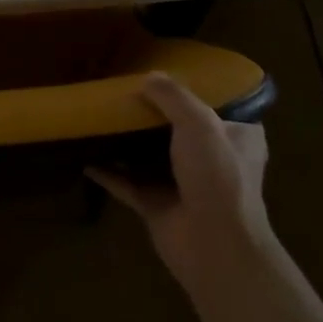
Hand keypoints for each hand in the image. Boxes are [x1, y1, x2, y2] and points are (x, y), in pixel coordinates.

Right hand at [88, 73, 278, 295]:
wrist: (213, 245)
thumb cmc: (217, 175)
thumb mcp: (199, 122)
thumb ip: (172, 96)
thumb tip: (148, 77)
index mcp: (237, 138)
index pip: (220, 108)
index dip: (196, 92)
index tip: (168, 76)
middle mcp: (213, 160)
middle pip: (179, 130)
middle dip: (155, 116)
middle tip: (126, 93)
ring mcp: (184, 185)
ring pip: (151, 157)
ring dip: (129, 143)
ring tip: (102, 118)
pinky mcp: (158, 207)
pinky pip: (127, 184)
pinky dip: (108, 173)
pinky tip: (85, 159)